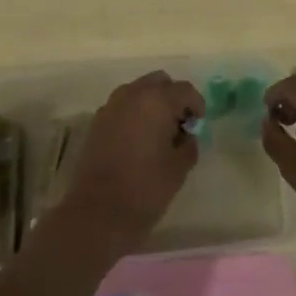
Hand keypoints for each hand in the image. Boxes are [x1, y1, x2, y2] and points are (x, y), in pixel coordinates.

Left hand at [60, 71, 202, 254]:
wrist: (97, 212)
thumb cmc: (145, 189)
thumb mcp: (178, 168)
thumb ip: (188, 144)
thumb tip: (186, 136)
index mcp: (156, 101)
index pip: (184, 90)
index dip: (196, 104)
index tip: (199, 124)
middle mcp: (131, 95)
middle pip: (159, 82)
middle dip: (172, 97)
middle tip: (180, 124)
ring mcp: (111, 107)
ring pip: (138, 91)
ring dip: (152, 103)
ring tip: (159, 132)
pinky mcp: (97, 122)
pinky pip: (122, 106)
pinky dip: (134, 113)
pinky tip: (138, 140)